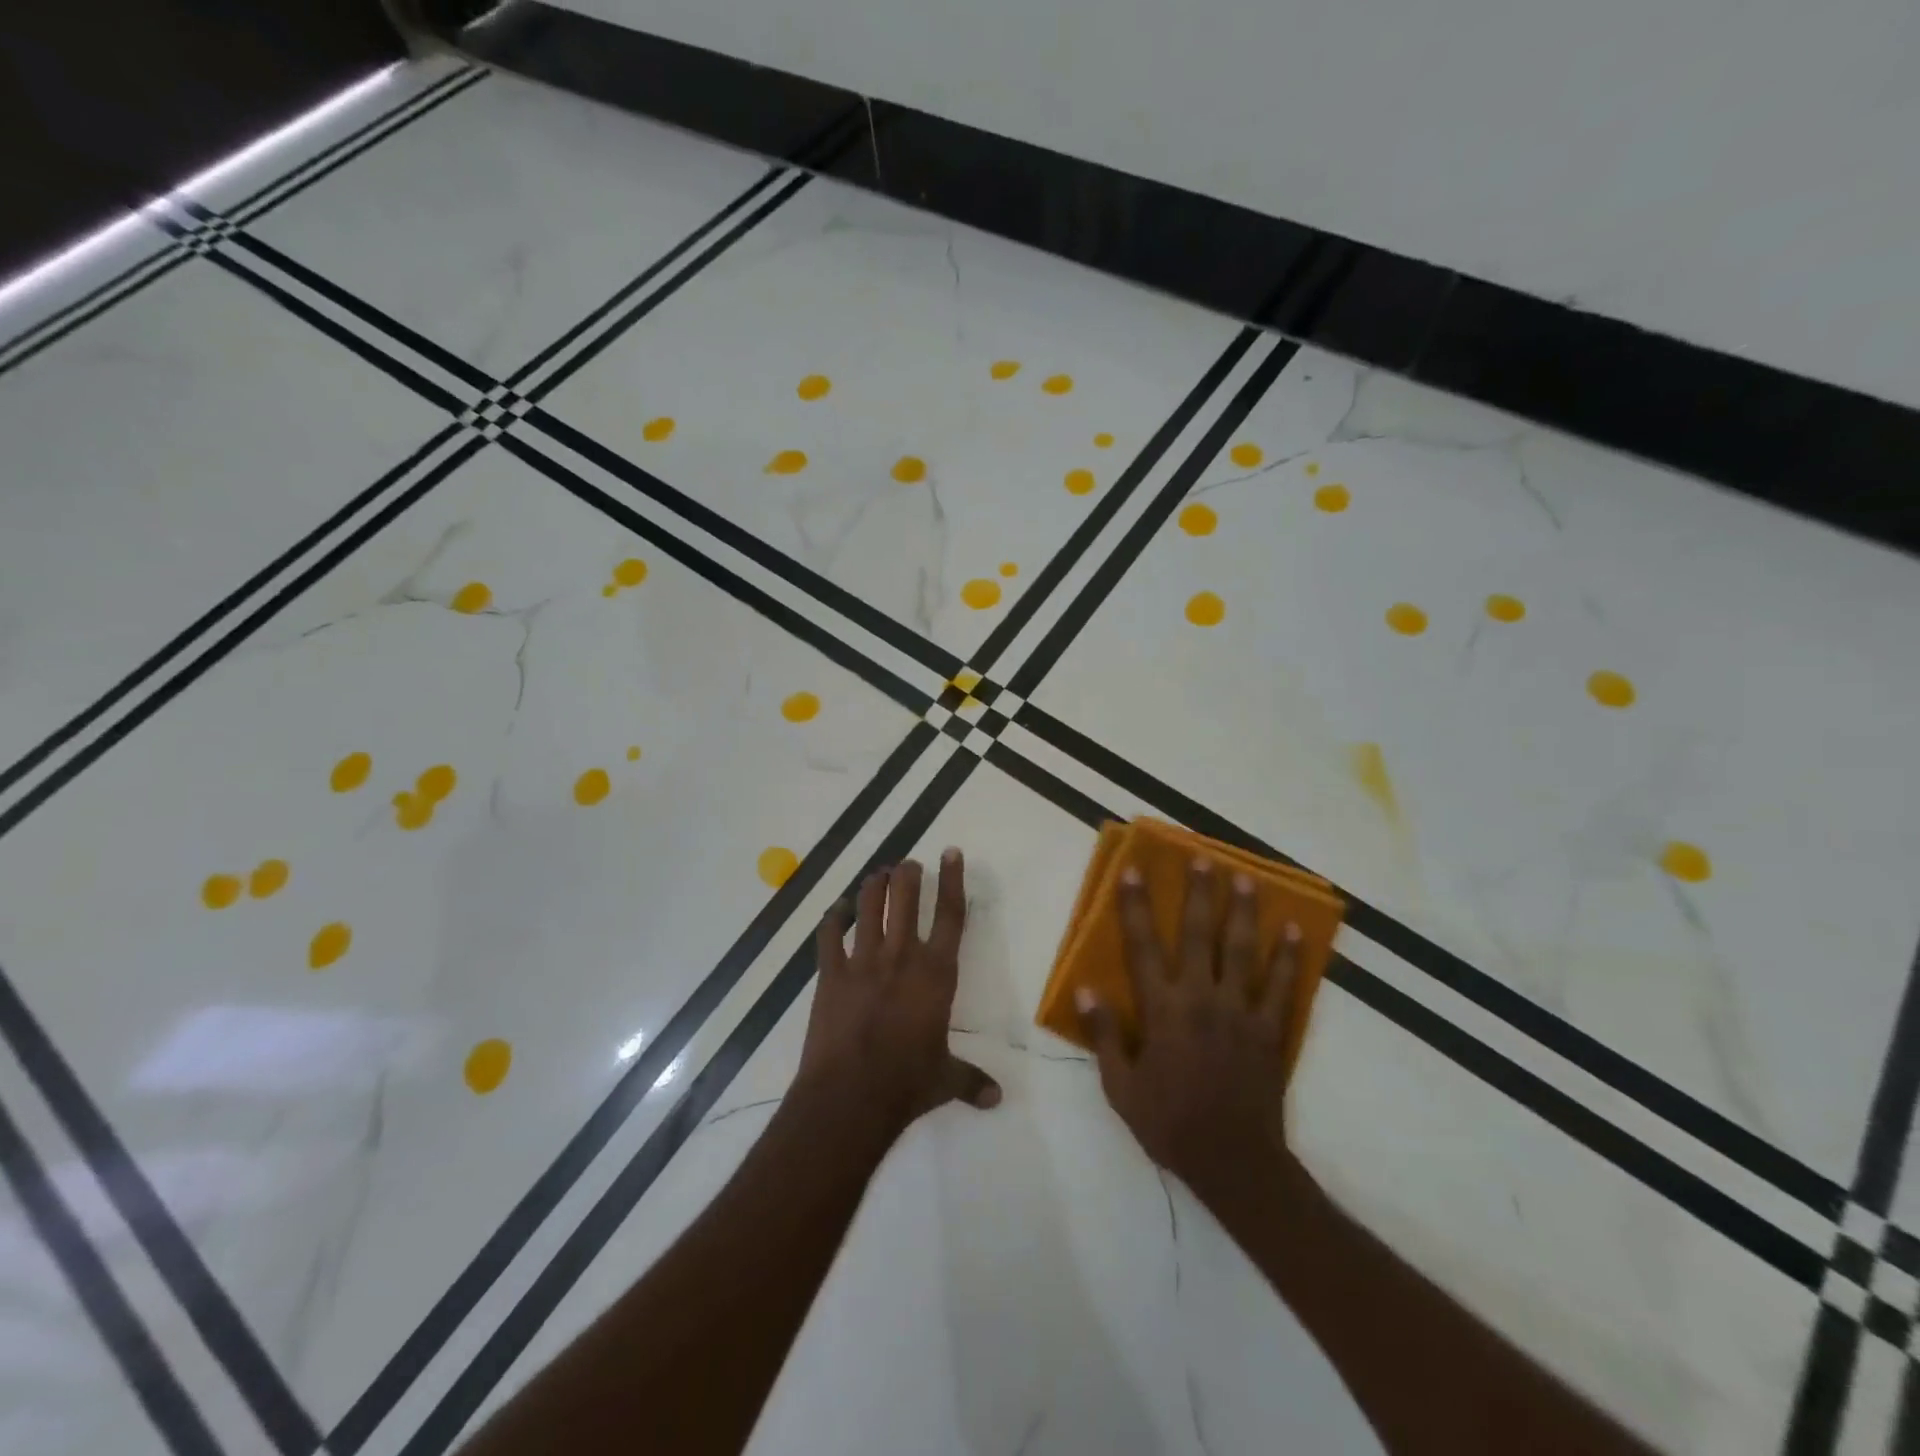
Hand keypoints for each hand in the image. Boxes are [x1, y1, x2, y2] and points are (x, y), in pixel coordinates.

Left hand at [797, 850, 1001, 1139]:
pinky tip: (836, 910)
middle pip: (906, 898)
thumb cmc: (907, 1083)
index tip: (950, 852)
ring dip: (873, 886)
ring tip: (878, 874)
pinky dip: (832, 919)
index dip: (952, 880)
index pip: (950, 914)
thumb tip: (998, 1098)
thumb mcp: (945, 1080)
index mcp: (936, 973)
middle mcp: (901, 956)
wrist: (851, 1095)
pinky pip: (829, 935)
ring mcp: (863, 961)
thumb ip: (971, 1080)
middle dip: (908, 875)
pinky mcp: (830, 974)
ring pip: (868, 907)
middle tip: (908, 864)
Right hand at [1078, 858, 1300, 1202]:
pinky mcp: (1269, 1030)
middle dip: (1199, 893)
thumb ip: (1104, 1036)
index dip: (1135, 906)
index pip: (1143, 946)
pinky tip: (1294, 931)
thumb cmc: (1169, 1123)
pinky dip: (1288, 957)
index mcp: (1162, 1009)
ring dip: (1244, 911)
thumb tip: (1087, 991)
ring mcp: (1240, 1011)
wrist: (1234, 1162)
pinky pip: (1282, 986)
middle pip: (1200, 935)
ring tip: (1247, 878)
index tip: (1133, 871)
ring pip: (1242, 950)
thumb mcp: (1121, 1087)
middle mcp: (1201, 998)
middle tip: (1203, 857)